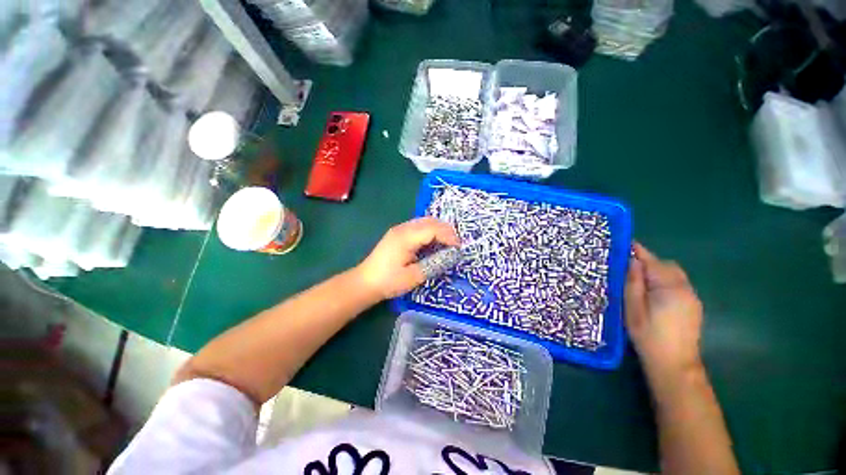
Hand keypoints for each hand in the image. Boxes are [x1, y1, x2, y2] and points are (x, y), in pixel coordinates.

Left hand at [355, 217, 459, 300]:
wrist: (365, 282)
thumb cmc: (388, 281)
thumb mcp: (414, 277)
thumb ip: (433, 264)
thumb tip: (450, 256)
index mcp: (406, 237)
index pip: (433, 229)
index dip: (449, 236)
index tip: (458, 248)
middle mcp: (403, 228)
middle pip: (430, 221)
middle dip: (446, 230)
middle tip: (456, 244)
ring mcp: (399, 229)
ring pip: (424, 221)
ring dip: (438, 229)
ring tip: (448, 243)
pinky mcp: (398, 234)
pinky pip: (418, 226)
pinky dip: (430, 231)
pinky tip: (433, 242)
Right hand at [626, 243, 703, 380]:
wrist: (674, 365)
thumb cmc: (648, 335)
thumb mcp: (633, 308)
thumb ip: (633, 282)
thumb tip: (632, 261)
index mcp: (670, 287)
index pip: (653, 261)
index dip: (638, 251)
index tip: (624, 243)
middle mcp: (685, 288)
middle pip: (667, 265)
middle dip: (648, 262)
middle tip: (628, 268)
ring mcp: (692, 297)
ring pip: (674, 275)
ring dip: (657, 272)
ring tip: (639, 281)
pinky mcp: (694, 306)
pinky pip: (678, 285)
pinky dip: (665, 282)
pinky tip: (653, 294)